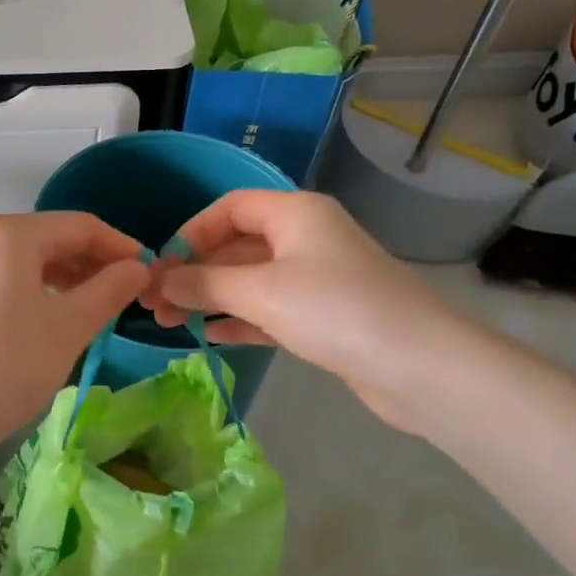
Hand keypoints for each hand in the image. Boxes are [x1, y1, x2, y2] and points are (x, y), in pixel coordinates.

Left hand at [0, 212, 150, 463]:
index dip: (120, 246)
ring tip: (97, 309)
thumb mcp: (69, 327)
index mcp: (10, 233)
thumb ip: (109, 289)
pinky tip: (55, 320)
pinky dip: (39, 293)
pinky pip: (7, 281)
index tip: (150, 273)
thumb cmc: (6, 365)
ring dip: (68, 279)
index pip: (80, 225)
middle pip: (51, 239)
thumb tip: (138, 267)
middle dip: (93, 263)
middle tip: (128, 295)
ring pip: (28, 262)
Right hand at [141, 190, 472, 428]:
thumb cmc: (335, 310)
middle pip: (237, 245)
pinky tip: (210, 335)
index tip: (162, 266)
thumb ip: (205, 284)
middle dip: (195, 272)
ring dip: (212, 298)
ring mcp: (318, 278)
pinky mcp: (325, 316)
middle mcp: (306, 237)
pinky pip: (270, 309)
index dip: (191, 233)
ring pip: (251, 280)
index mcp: (295, 213)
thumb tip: (160, 282)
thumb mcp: (260, 292)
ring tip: (170, 323)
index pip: (229, 208)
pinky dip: (240, 318)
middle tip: (154, 304)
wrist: (421, 367)